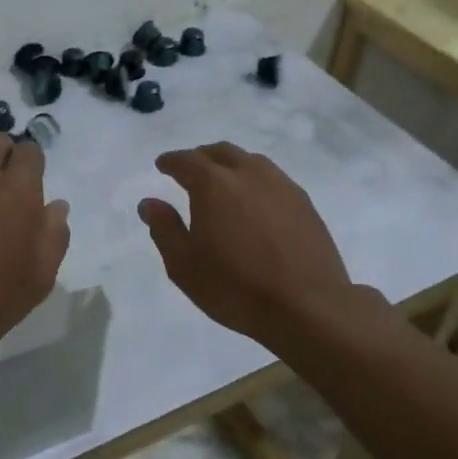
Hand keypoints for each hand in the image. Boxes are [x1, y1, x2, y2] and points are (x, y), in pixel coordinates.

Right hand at [138, 143, 371, 347]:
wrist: (308, 306)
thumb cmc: (235, 287)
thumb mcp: (184, 265)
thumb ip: (164, 228)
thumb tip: (150, 203)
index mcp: (213, 185)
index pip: (187, 161)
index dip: (171, 161)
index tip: (162, 165)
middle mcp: (248, 174)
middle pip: (222, 152)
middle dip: (202, 157)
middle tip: (191, 170)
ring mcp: (282, 186)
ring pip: (251, 161)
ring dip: (232, 165)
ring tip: (224, 183)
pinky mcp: (304, 203)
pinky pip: (274, 178)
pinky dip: (256, 180)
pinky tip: (255, 202)